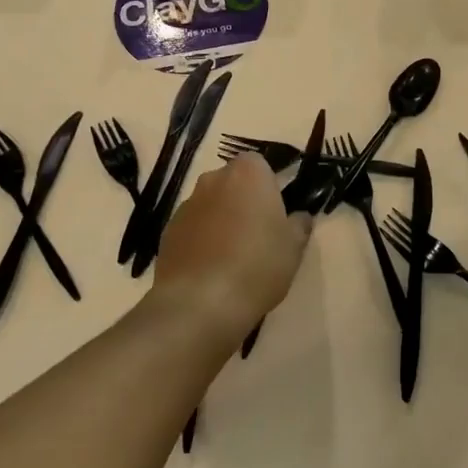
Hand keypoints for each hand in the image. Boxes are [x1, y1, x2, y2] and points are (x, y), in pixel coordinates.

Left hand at [152, 153, 310, 344]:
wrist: (199, 302)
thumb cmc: (257, 265)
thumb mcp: (293, 248)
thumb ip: (299, 225)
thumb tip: (299, 216)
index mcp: (248, 173)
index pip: (260, 165)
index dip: (269, 187)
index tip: (277, 213)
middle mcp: (213, 179)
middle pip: (233, 183)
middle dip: (244, 201)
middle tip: (259, 234)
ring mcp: (187, 204)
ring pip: (211, 205)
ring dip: (222, 221)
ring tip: (234, 257)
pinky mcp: (168, 230)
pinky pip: (193, 228)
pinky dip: (202, 240)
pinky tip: (212, 269)